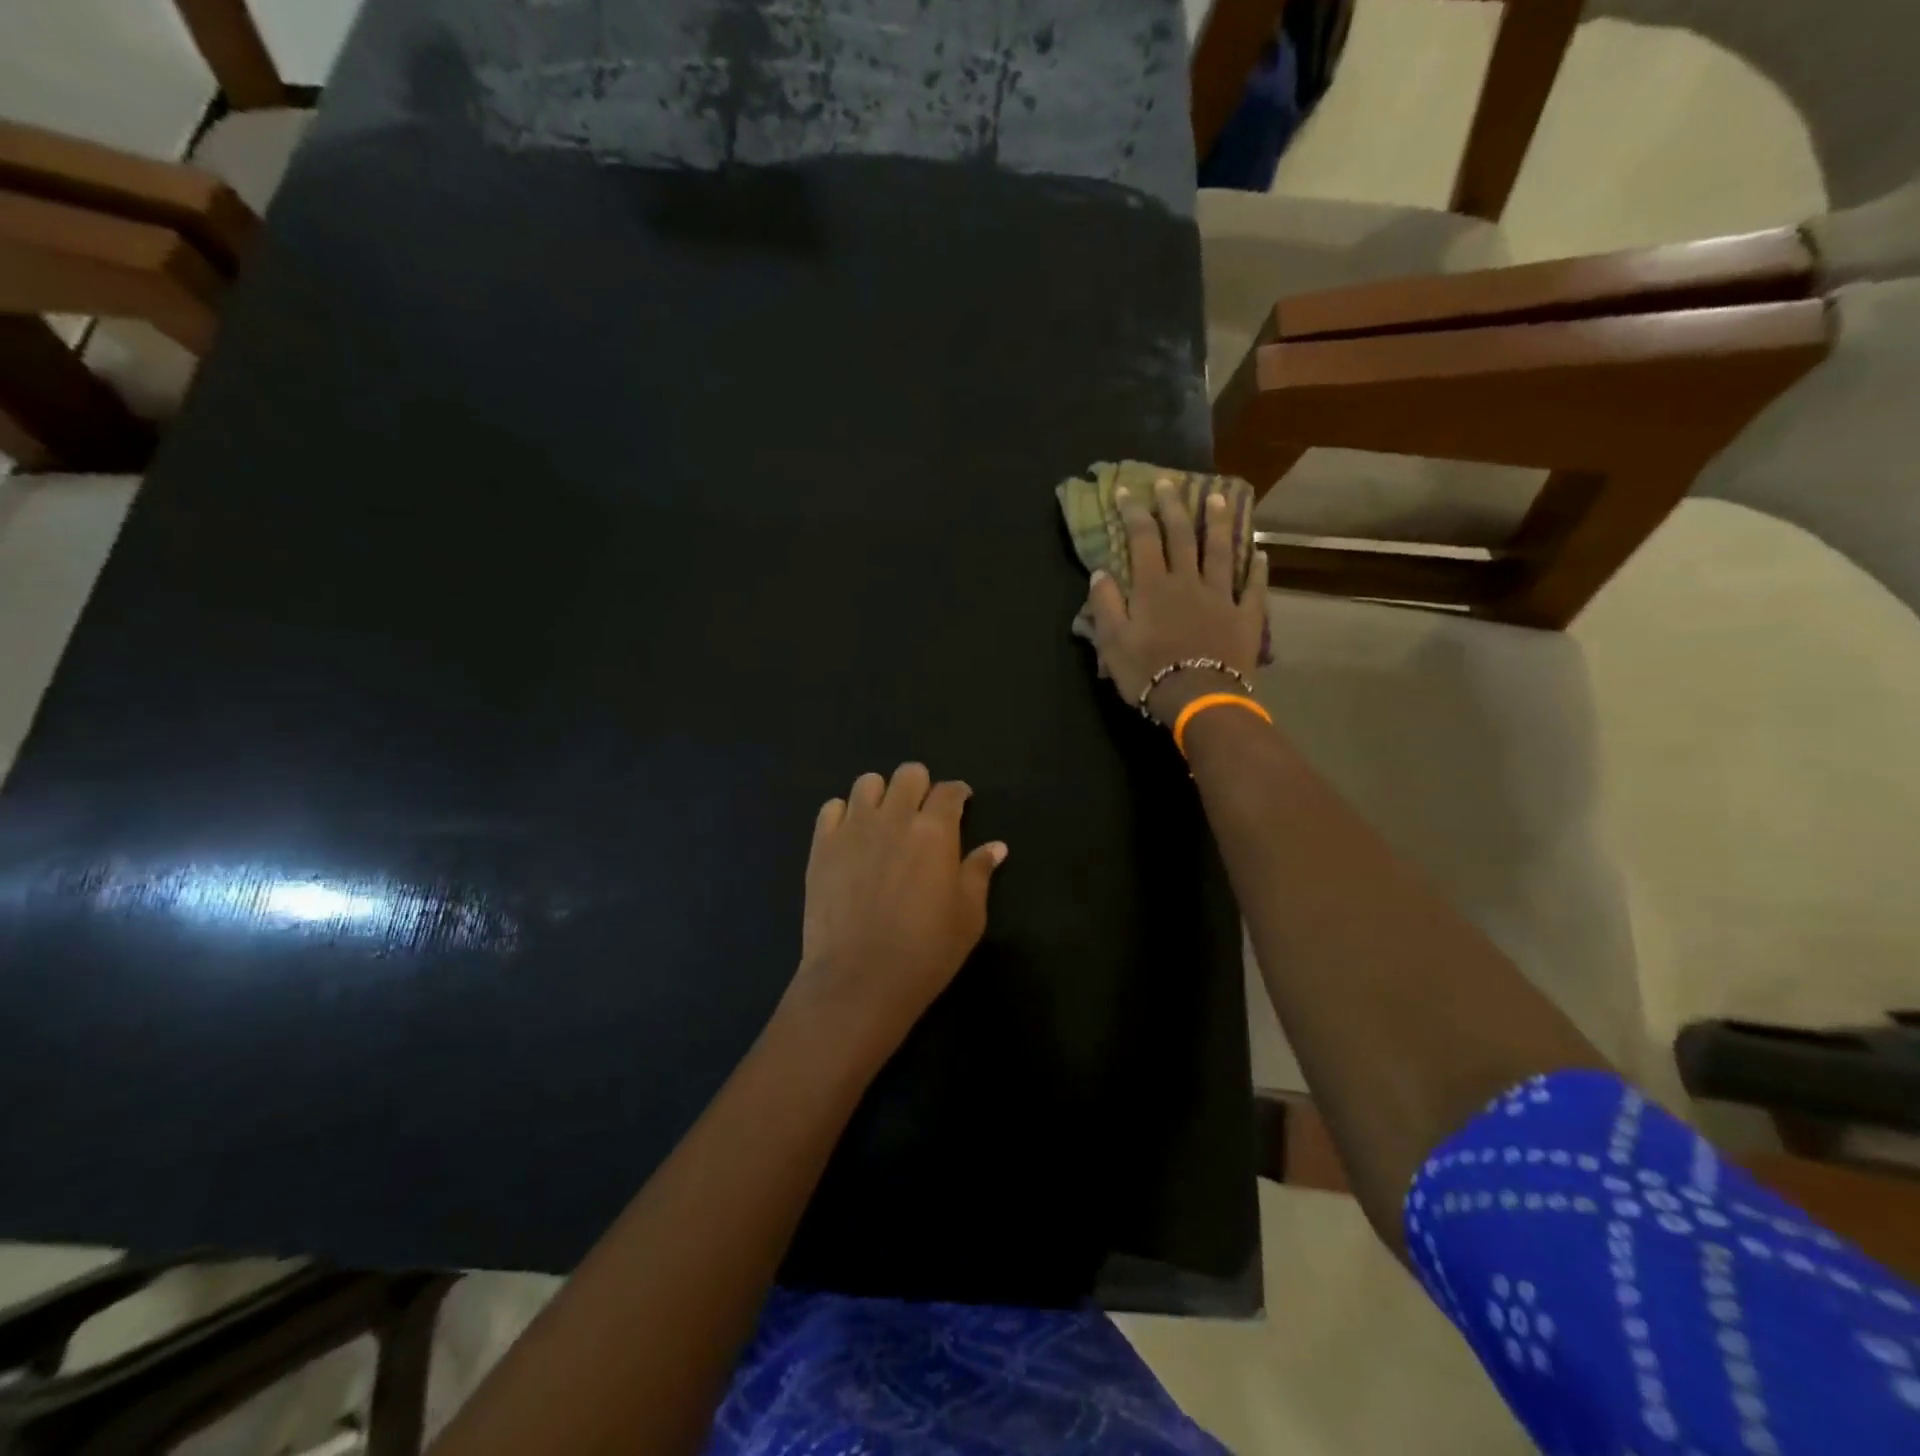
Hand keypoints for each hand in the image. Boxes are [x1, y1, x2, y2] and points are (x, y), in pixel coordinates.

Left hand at [785, 763, 1006, 1057]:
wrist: (859, 980)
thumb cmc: (925, 952)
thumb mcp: (968, 916)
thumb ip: (979, 873)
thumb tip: (996, 846)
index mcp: (935, 831)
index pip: (950, 791)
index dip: (959, 794)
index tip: (961, 803)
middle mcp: (894, 817)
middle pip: (909, 773)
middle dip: (921, 786)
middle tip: (923, 813)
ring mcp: (853, 828)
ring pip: (867, 782)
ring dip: (882, 795)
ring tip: (885, 820)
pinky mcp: (822, 845)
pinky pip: (832, 808)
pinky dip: (845, 814)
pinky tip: (852, 836)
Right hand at [1087, 477, 1267, 724]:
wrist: (1197, 698)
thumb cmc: (1148, 672)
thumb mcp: (1112, 642)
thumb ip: (1105, 605)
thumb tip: (1100, 572)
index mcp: (1152, 587)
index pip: (1142, 539)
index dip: (1134, 512)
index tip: (1127, 491)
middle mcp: (1187, 582)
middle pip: (1181, 536)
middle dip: (1173, 506)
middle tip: (1169, 482)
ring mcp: (1220, 596)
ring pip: (1220, 551)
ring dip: (1218, 523)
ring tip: (1218, 497)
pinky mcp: (1245, 616)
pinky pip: (1252, 586)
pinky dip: (1256, 568)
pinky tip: (1259, 552)